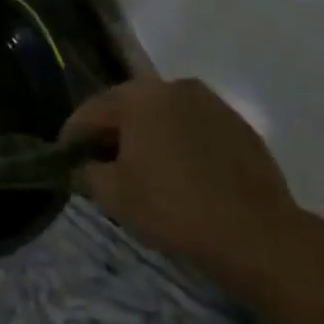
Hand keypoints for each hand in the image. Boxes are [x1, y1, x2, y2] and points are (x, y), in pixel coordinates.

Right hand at [61, 77, 307, 291]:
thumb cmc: (173, 207)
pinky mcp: (240, 127)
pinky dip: (179, 144)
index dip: (72, 137)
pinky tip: (179, 174)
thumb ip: (86, 172)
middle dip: (111, 133)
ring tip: (142, 170)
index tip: (64, 160)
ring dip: (147, 136)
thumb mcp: (113, 194)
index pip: (90, 111)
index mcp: (138, 96)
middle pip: (127, 108)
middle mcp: (173, 87)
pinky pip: (194, 129)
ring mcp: (212, 104)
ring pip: (163, 116)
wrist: (259, 236)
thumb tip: (81, 166)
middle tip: (100, 164)